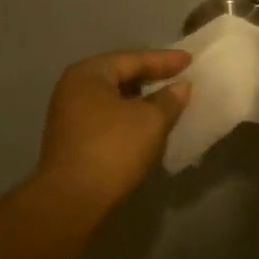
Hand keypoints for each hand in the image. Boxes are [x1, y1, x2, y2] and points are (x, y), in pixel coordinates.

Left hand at [34, 48, 191, 210]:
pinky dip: (127, 118)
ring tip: (166, 102)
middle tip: (178, 78)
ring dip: (139, 100)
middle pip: (118, 76)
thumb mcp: (150, 121)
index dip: (164, 60)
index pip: (132, 59)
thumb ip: (168, 99)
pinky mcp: (71, 140)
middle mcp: (73, 88)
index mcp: (88, 74)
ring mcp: (68, 115)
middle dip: (149, 78)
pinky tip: (145, 126)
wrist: (73, 199)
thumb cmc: (113, 149)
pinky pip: (106, 118)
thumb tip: (180, 87)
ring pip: (112, 99)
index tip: (190, 60)